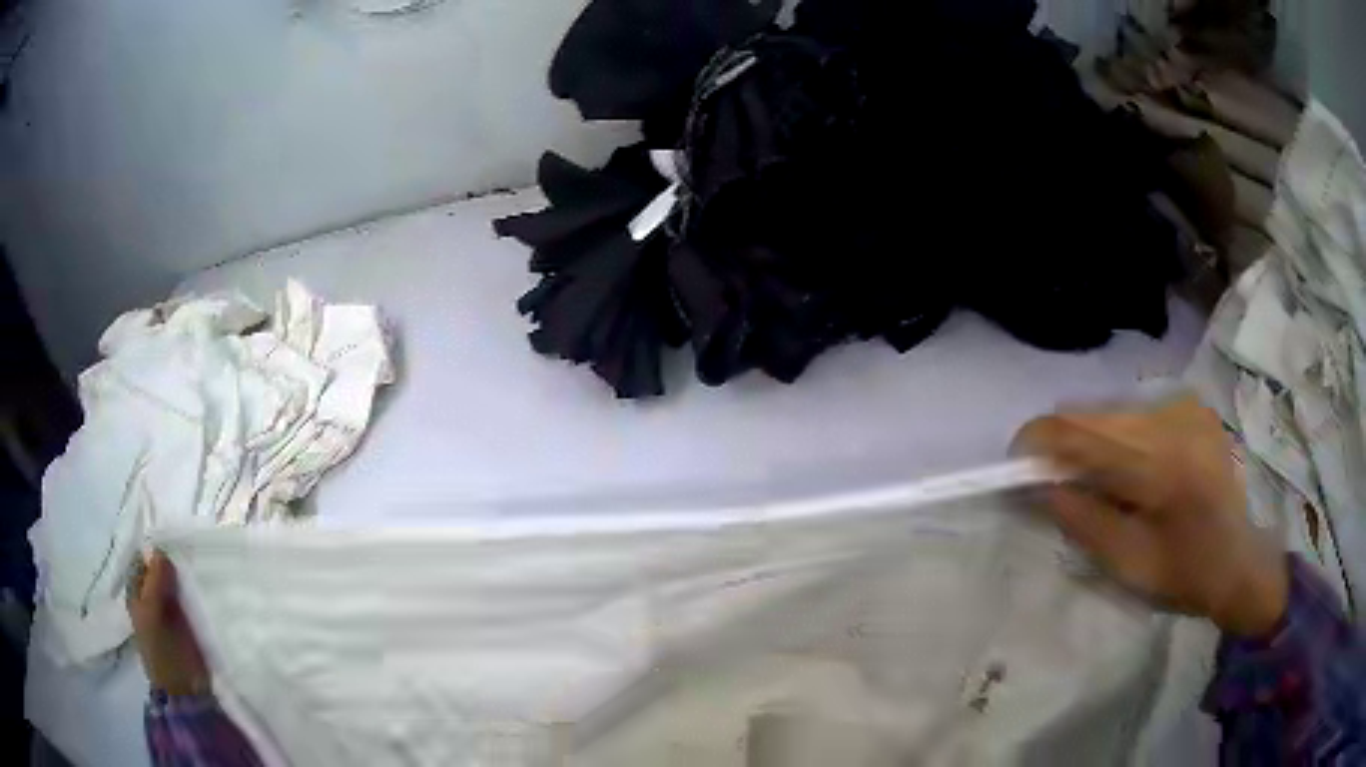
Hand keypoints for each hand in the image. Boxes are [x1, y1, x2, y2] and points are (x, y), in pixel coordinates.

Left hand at [127, 551, 211, 695]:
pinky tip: (204, 585)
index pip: (142, 558)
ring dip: (184, 574)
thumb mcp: (154, 614)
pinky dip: (194, 589)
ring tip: (199, 564)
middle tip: (189, 550)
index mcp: (136, 592)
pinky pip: (188, 597)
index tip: (172, 539)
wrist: (187, 692)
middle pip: (159, 568)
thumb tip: (160, 550)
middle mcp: (150, 596)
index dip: (154, 549)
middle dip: (171, 559)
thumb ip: (155, 582)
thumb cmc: (164, 652)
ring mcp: (169, 610)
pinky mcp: (187, 622)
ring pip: (174, 581)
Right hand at [1015, 396, 1288, 637]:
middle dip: (1066, 445)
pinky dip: (1120, 438)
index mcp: (1162, 464)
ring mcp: (1186, 406)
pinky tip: (1130, 471)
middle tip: (1057, 484)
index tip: (1016, 462)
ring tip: (1098, 482)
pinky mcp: (1192, 405)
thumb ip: (1082, 518)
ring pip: (1114, 410)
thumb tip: (1040, 484)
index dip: (1041, 440)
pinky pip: (1137, 413)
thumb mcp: (1128, 562)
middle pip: (1096, 413)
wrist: (1243, 560)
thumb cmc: (1186, 574)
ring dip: (1094, 441)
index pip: (1085, 432)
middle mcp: (1174, 418)